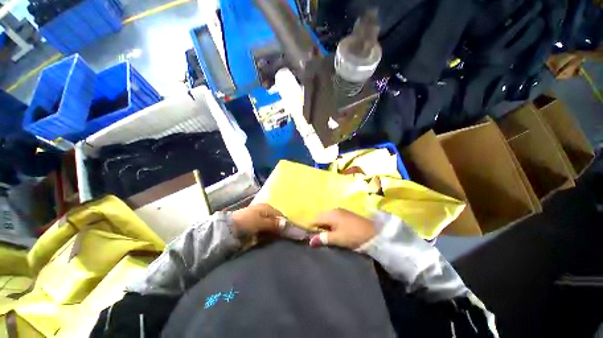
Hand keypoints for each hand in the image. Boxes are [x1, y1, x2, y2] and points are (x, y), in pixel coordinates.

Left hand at [232, 204, 282, 235]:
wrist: (228, 226)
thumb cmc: (247, 222)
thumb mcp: (260, 222)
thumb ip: (273, 223)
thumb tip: (285, 223)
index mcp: (267, 207)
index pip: (279, 214)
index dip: (283, 222)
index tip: (287, 232)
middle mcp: (264, 210)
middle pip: (274, 219)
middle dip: (277, 228)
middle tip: (279, 237)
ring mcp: (259, 216)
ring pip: (269, 224)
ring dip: (271, 231)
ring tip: (272, 238)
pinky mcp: (254, 222)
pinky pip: (263, 227)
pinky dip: (265, 232)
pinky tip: (264, 237)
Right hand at [309, 208, 375, 248]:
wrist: (374, 233)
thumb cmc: (353, 235)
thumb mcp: (337, 238)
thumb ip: (323, 239)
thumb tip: (309, 242)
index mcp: (330, 214)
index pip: (315, 219)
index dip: (311, 229)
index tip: (309, 238)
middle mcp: (334, 210)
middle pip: (321, 218)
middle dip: (318, 228)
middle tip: (318, 240)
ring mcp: (340, 212)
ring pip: (327, 219)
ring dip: (325, 228)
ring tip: (326, 238)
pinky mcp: (346, 215)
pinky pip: (334, 219)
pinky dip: (331, 226)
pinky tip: (335, 233)